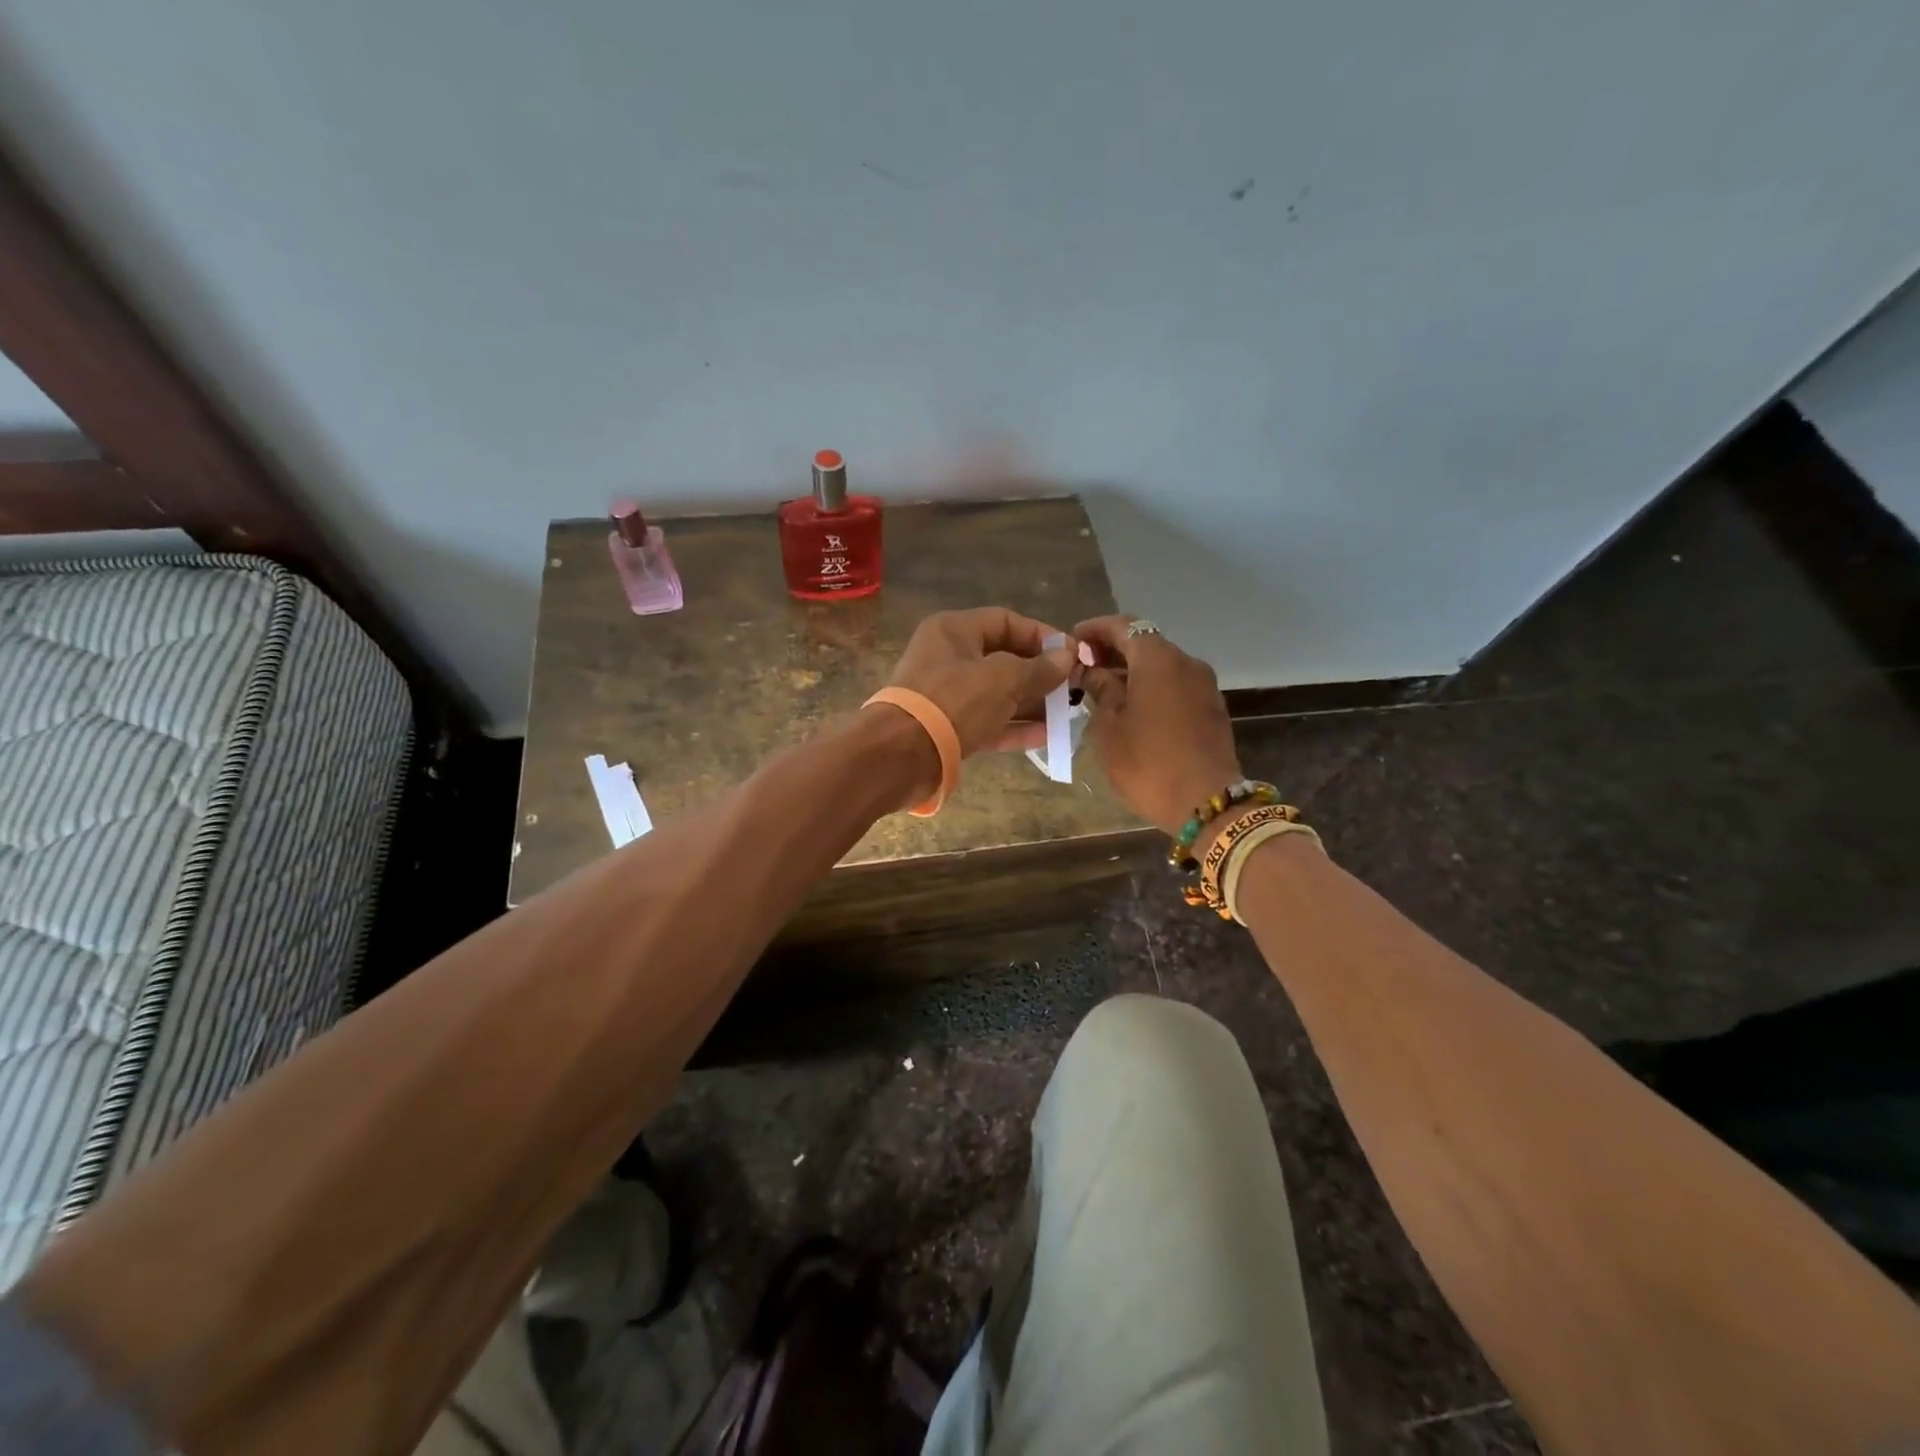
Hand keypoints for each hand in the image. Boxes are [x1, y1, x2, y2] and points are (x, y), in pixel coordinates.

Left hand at [885, 607, 1076, 756]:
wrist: (901, 755)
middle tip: (1072, 688)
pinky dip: (1014, 726)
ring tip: (1066, 714)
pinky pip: (988, 721)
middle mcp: (948, 657)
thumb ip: (1039, 668)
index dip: (1041, 635)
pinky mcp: (947, 728)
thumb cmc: (954, 701)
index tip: (1071, 655)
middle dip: (1039, 673)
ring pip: (997, 693)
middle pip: (1003, 658)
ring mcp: (946, 694)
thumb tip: (1067, 657)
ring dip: (1031, 703)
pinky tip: (1046, 736)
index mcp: (954, 630)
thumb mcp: (1003, 679)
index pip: (1006, 621)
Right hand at [1072, 615, 1242, 834]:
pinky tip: (1131, 707)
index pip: (1123, 626)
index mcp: (1158, 659)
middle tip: (1083, 667)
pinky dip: (1151, 686)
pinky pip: (1175, 684)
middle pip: (1145, 642)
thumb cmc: (1147, 762)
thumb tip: (1091, 670)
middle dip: (1113, 650)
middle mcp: (1186, 662)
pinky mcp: (1211, 708)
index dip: (1095, 630)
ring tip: (1102, 689)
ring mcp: (1204, 685)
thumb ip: (1100, 689)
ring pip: (1161, 665)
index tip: (1072, 642)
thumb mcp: (1109, 726)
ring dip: (1132, 670)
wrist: (1206, 803)